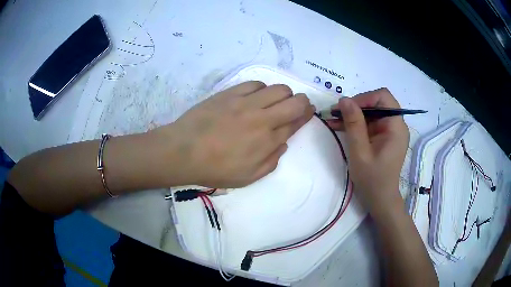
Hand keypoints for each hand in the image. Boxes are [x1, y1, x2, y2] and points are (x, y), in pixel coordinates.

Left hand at [150, 81, 314, 187]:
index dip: (306, 115)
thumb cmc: (215, 169)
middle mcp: (262, 119)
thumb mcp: (248, 177)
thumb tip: (283, 143)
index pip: (296, 122)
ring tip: (275, 101)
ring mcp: (246, 103)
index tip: (309, 111)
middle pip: (294, 102)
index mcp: (267, 141)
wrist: (183, 152)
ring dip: (283, 94)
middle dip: (302, 102)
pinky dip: (261, 89)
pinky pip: (255, 84)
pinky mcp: (230, 94)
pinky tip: (256, 96)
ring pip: (278, 89)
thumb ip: (271, 161)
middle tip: (299, 105)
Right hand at [327, 88, 408, 213]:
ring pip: (371, 112)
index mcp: (396, 127)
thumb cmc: (372, 179)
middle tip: (336, 113)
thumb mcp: (360, 152)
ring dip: (353, 114)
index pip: (383, 97)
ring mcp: (390, 131)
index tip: (347, 108)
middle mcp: (396, 125)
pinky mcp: (384, 136)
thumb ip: (354, 124)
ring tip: (333, 119)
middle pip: (377, 103)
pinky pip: (369, 123)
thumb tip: (344, 99)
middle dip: (356, 106)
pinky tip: (340, 126)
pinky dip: (355, 123)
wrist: (379, 198)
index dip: (364, 98)